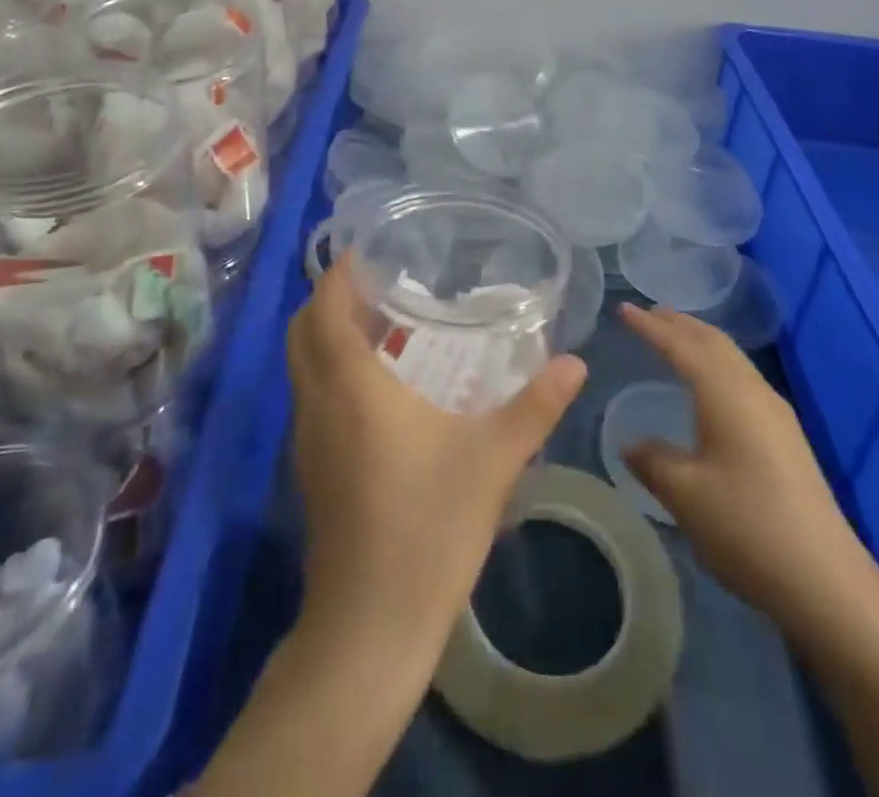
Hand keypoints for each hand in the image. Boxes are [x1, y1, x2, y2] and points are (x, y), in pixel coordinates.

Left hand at [287, 256, 587, 667]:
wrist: (370, 627)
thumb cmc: (428, 527)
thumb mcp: (493, 460)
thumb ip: (536, 405)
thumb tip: (576, 362)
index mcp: (351, 385)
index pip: (323, 307)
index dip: (337, 272)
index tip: (367, 251)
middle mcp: (317, 402)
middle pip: (302, 330)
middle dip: (330, 298)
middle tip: (380, 284)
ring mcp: (307, 438)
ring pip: (302, 364)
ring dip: (329, 334)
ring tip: (384, 324)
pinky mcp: (311, 468)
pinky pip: (311, 395)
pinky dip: (332, 369)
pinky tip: (382, 386)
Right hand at [617, 302, 878, 642]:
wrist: (826, 580)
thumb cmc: (747, 526)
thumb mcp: (685, 494)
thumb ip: (653, 461)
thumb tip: (632, 444)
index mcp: (725, 393)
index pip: (681, 345)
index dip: (649, 326)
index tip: (623, 309)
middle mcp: (753, 391)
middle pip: (713, 342)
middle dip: (679, 324)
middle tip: (648, 314)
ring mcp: (775, 413)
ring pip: (732, 358)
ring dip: (700, 342)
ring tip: (673, 339)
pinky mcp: (786, 436)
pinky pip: (742, 378)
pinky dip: (715, 364)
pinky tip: (707, 386)